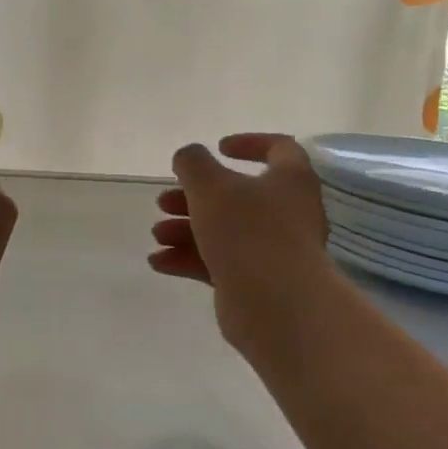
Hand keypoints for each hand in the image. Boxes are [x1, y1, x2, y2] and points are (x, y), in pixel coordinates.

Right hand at [150, 133, 333, 356]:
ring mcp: (274, 250)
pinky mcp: (258, 281)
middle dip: (194, 197)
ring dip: (186, 228)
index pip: (279, 148)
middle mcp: (288, 212)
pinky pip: (220, 262)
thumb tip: (190, 157)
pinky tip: (159, 262)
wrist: (277, 305)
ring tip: (157, 234)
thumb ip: (192, 163)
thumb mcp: (209, 185)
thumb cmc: (247, 231)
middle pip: (237, 195)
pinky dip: (190, 258)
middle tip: (164, 201)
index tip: (218, 148)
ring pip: (224, 230)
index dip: (248, 143)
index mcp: (290, 179)